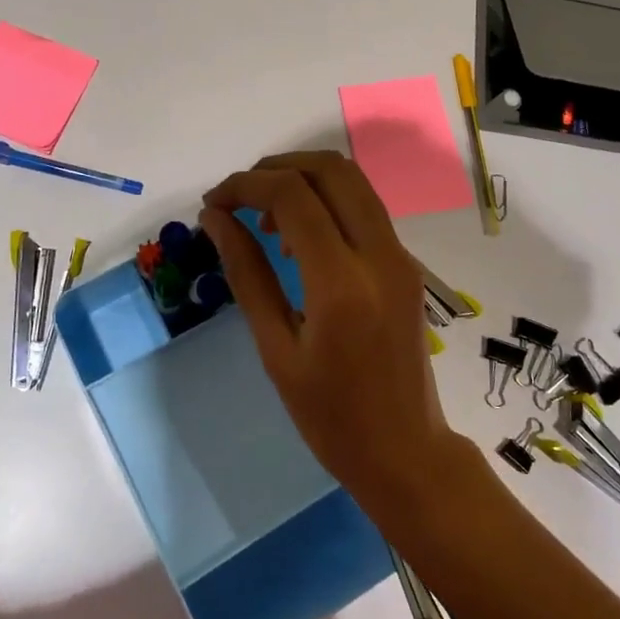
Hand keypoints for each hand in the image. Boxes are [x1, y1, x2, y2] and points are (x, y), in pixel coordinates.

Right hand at [201, 152, 469, 517]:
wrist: (405, 451)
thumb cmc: (330, 416)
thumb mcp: (276, 349)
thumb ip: (247, 274)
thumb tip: (216, 218)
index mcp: (342, 283)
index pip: (292, 195)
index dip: (245, 185)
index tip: (213, 203)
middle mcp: (379, 254)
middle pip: (331, 168)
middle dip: (277, 167)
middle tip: (239, 197)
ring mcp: (400, 256)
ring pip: (353, 181)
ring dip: (304, 180)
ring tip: (264, 220)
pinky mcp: (406, 264)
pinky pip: (364, 209)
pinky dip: (326, 202)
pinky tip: (299, 239)